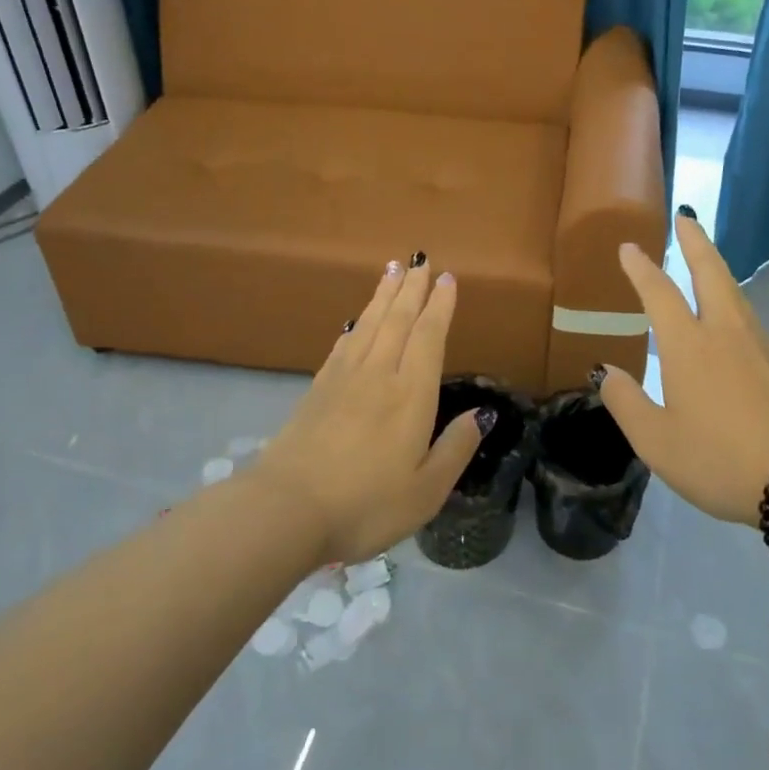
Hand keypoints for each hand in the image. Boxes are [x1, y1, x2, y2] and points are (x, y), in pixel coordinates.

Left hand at [250, 257, 486, 562]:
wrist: (286, 510)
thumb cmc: (365, 505)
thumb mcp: (426, 491)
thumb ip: (455, 448)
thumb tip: (481, 414)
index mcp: (410, 395)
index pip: (428, 336)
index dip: (440, 306)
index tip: (447, 279)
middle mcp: (378, 374)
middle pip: (398, 320)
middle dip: (412, 288)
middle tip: (420, 259)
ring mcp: (343, 379)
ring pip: (369, 324)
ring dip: (383, 295)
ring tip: (392, 270)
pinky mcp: (317, 389)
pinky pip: (343, 344)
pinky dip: (355, 325)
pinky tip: (356, 320)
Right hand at [597, 215, 768, 524]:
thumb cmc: (720, 460)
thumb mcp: (657, 442)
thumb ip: (627, 403)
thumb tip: (605, 372)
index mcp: (689, 345)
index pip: (659, 293)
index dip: (642, 268)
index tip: (630, 246)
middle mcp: (725, 333)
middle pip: (710, 273)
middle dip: (695, 242)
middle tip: (686, 217)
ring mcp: (761, 347)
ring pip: (735, 294)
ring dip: (716, 269)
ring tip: (705, 263)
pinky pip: (750, 322)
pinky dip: (733, 305)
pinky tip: (731, 325)